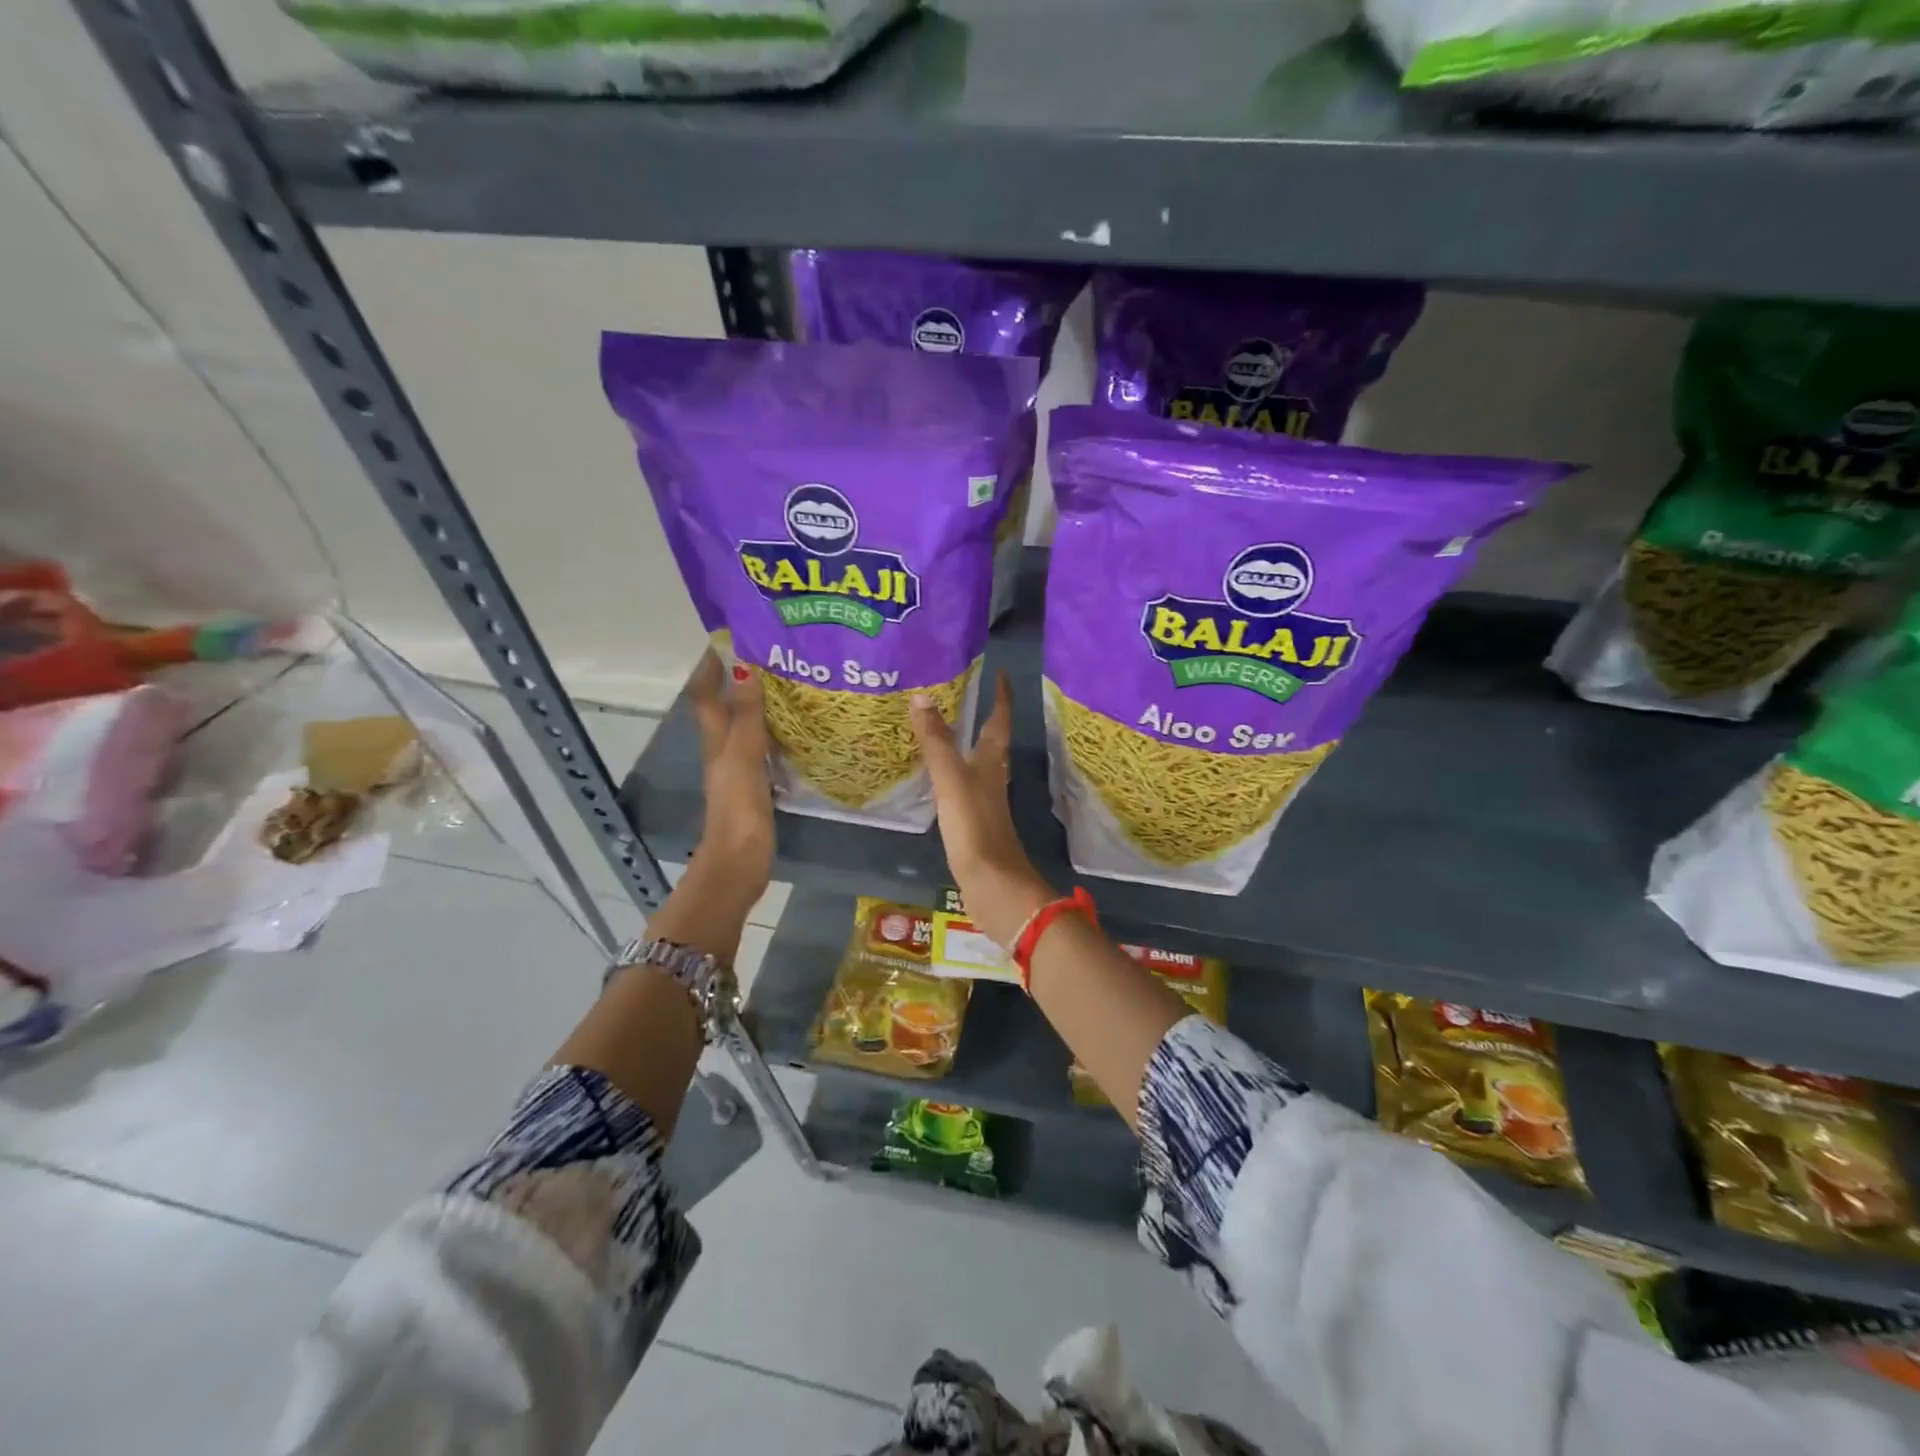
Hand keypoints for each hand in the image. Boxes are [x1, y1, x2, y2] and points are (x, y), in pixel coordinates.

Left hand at [688, 652, 772, 899]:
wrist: (741, 859)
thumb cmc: (738, 805)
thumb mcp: (744, 755)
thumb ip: (748, 715)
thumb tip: (745, 668)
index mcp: (717, 740)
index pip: (707, 695)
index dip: (710, 668)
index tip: (726, 639)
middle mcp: (725, 750)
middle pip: (727, 708)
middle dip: (740, 681)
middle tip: (771, 656)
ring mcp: (741, 769)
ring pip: (748, 728)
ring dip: (760, 707)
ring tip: (789, 685)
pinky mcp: (757, 786)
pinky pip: (766, 749)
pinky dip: (777, 735)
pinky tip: (798, 731)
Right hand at [911, 671, 1052, 947]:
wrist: (992, 884)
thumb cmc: (975, 826)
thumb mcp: (951, 779)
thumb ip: (937, 741)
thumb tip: (922, 696)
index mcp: (992, 762)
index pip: (1000, 719)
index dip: (1001, 696)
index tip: (999, 673)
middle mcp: (993, 776)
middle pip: (990, 740)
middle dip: (980, 715)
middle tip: (957, 693)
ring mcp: (984, 801)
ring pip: (976, 762)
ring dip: (964, 743)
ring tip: (940, 727)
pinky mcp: (973, 822)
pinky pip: (961, 785)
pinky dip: (950, 772)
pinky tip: (934, 776)